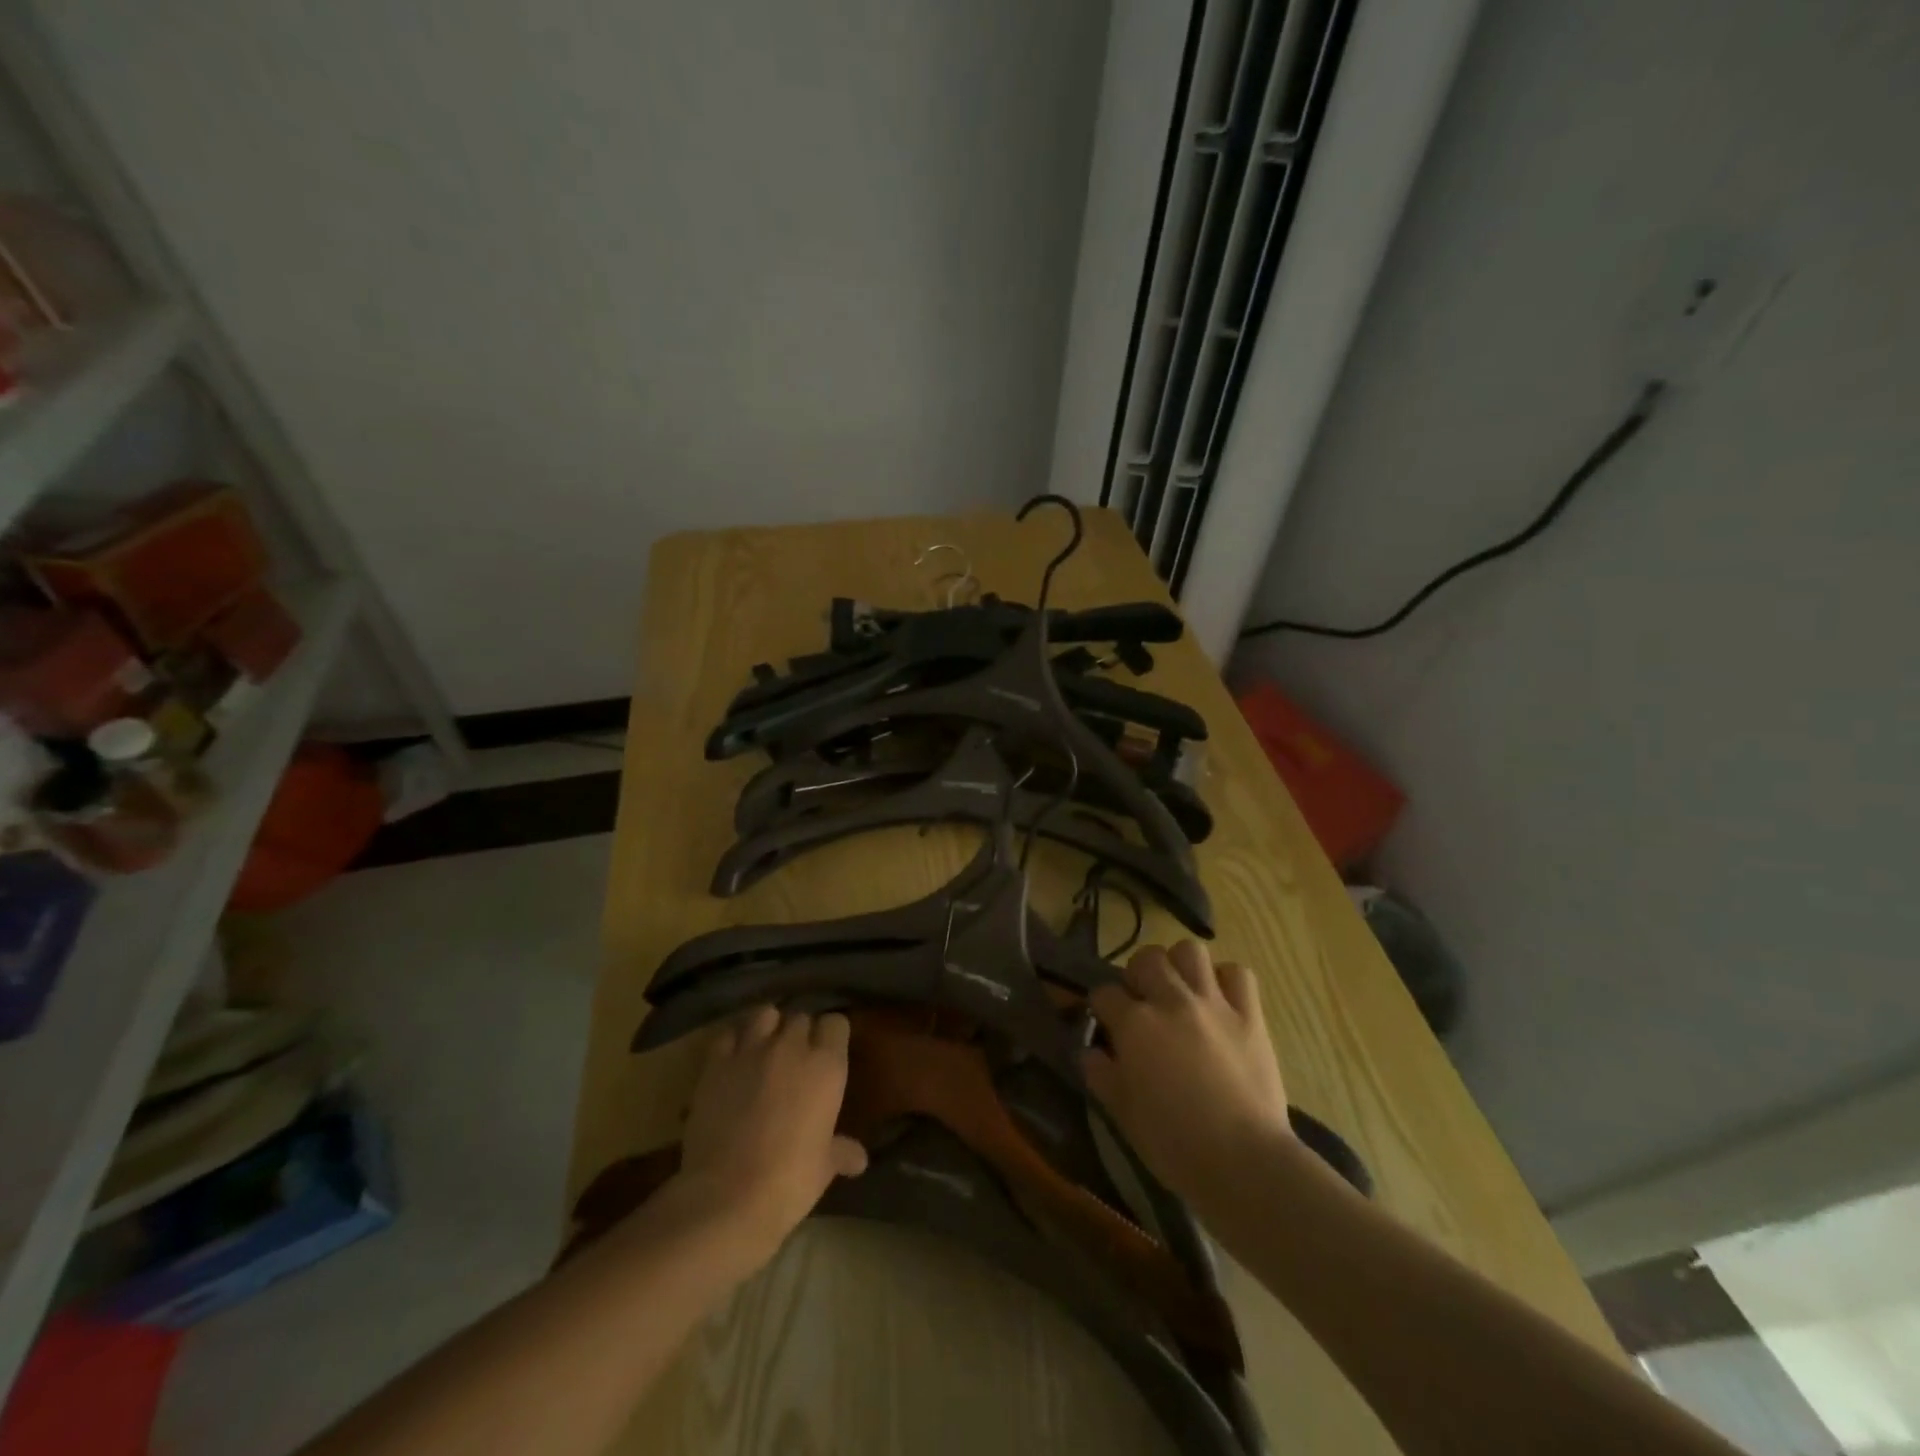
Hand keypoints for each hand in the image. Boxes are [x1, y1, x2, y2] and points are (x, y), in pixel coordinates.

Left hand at [672, 1005, 867, 1264]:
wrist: (727, 1197)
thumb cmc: (789, 1181)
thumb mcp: (824, 1168)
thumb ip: (841, 1152)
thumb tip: (859, 1159)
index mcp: (827, 1066)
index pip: (837, 1023)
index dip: (832, 1036)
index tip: (829, 1053)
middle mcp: (792, 1047)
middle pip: (800, 1017)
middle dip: (800, 1033)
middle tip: (796, 1059)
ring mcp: (751, 1050)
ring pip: (765, 1014)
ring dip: (767, 1027)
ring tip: (764, 1048)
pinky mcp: (716, 1063)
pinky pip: (728, 1035)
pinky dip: (733, 1042)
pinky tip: (733, 1059)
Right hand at [1084, 941, 1291, 1202]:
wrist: (1245, 1163)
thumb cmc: (1175, 1144)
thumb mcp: (1123, 1114)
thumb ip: (1101, 1075)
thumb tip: (1089, 1051)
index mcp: (1135, 1024)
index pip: (1104, 993)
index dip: (1101, 1007)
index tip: (1105, 1023)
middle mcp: (1171, 1001)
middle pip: (1146, 959)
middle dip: (1137, 975)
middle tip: (1142, 1002)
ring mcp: (1213, 1004)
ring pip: (1190, 951)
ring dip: (1179, 966)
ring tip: (1179, 991)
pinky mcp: (1250, 1015)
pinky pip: (1238, 974)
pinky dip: (1226, 980)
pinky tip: (1219, 1001)